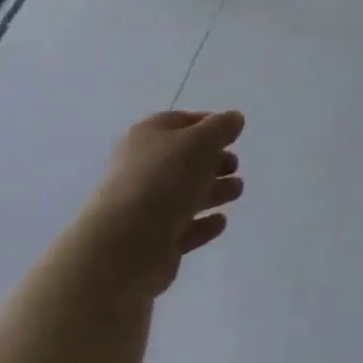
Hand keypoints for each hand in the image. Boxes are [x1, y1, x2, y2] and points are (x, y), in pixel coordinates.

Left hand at [80, 110, 245, 295]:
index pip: (181, 122)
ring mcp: (143, 207)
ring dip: (214, 191)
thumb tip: (234, 118)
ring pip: (185, 194)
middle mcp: (141, 168)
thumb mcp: (202, 140)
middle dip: (214, 162)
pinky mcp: (151, 242)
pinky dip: (202, 224)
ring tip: (236, 191)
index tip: (234, 134)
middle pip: (184, 160)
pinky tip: (220, 221)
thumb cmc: (166, 179)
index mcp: (147, 136)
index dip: (209, 124)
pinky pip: (182, 228)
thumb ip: (222, 126)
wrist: (126, 244)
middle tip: (235, 166)